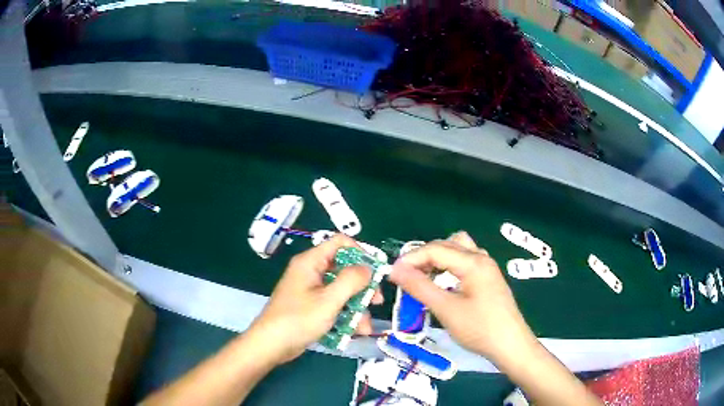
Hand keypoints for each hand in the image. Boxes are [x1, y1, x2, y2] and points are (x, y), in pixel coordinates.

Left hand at [247, 235, 382, 365]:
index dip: (360, 252)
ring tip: (365, 328)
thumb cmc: (298, 319)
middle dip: (362, 286)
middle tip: (376, 301)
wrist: (271, 345)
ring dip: (356, 307)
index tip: (375, 271)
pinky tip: (354, 332)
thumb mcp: (328, 300)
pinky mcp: (312, 306)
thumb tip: (368, 268)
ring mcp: (311, 290)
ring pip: (342, 290)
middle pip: (344, 269)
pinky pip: (334, 304)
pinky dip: (345, 315)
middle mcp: (311, 271)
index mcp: (311, 262)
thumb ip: (351, 280)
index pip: (340, 243)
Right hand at [389, 232, 535, 362]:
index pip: (435, 249)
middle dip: (424, 256)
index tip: (392, 274)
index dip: (411, 259)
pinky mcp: (489, 279)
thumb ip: (420, 287)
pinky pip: (465, 262)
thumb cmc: (479, 329)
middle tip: (407, 276)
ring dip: (438, 259)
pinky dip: (450, 266)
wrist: (510, 345)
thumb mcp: (446, 310)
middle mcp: (481, 258)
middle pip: (447, 244)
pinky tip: (444, 284)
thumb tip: (395, 270)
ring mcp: (487, 268)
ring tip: (424, 277)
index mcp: (473, 262)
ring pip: (458, 250)